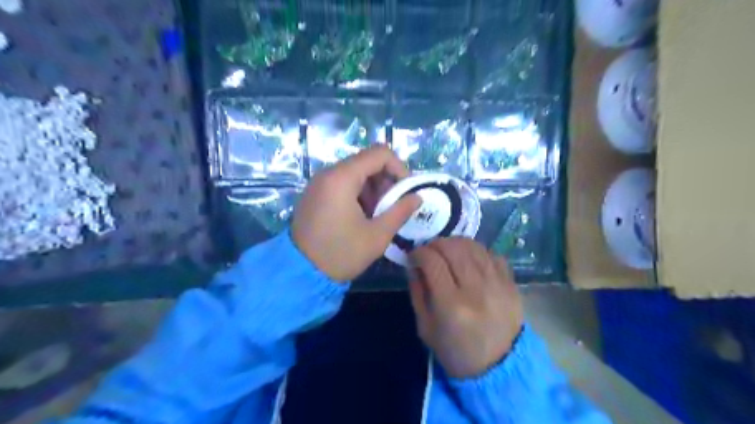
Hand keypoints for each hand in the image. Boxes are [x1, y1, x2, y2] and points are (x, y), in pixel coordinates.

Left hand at [291, 146, 422, 280]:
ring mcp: (319, 183)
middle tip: (393, 206)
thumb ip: (400, 211)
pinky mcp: (315, 194)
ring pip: (355, 173)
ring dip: (373, 189)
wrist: (300, 273)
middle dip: (386, 181)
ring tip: (378, 214)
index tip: (405, 191)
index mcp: (342, 178)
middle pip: (367, 162)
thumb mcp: (377, 235)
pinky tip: (362, 217)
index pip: (379, 153)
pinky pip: (342, 183)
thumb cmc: (341, 253)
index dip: (399, 168)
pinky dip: (358, 193)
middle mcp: (328, 174)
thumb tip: (417, 197)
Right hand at [408, 237, 525, 379]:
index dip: (419, 253)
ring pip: (473, 246)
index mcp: (451, 305)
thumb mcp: (425, 327)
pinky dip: (476, 252)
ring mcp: (497, 284)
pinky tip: (469, 260)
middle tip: (429, 251)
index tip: (413, 256)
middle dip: (435, 243)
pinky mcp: (511, 283)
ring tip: (447, 251)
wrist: (499, 367)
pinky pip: (492, 254)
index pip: (432, 261)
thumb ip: (417, 292)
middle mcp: (476, 289)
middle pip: (453, 248)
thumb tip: (414, 264)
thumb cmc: (455, 351)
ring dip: (455, 243)